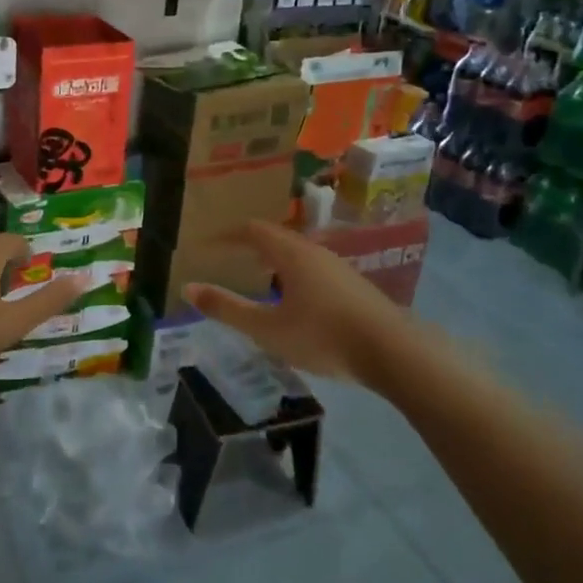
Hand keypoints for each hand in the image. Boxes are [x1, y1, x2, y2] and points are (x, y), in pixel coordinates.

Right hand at [184, 221, 423, 384]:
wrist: (395, 352)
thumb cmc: (324, 336)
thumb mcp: (268, 329)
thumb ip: (227, 308)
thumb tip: (187, 288)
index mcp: (291, 253)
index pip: (253, 230)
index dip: (227, 235)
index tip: (207, 244)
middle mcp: (315, 251)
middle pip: (276, 238)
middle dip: (249, 245)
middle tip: (228, 257)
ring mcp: (338, 267)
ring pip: (297, 253)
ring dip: (273, 260)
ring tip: (258, 277)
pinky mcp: (354, 286)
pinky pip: (313, 268)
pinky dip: (292, 274)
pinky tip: (294, 300)